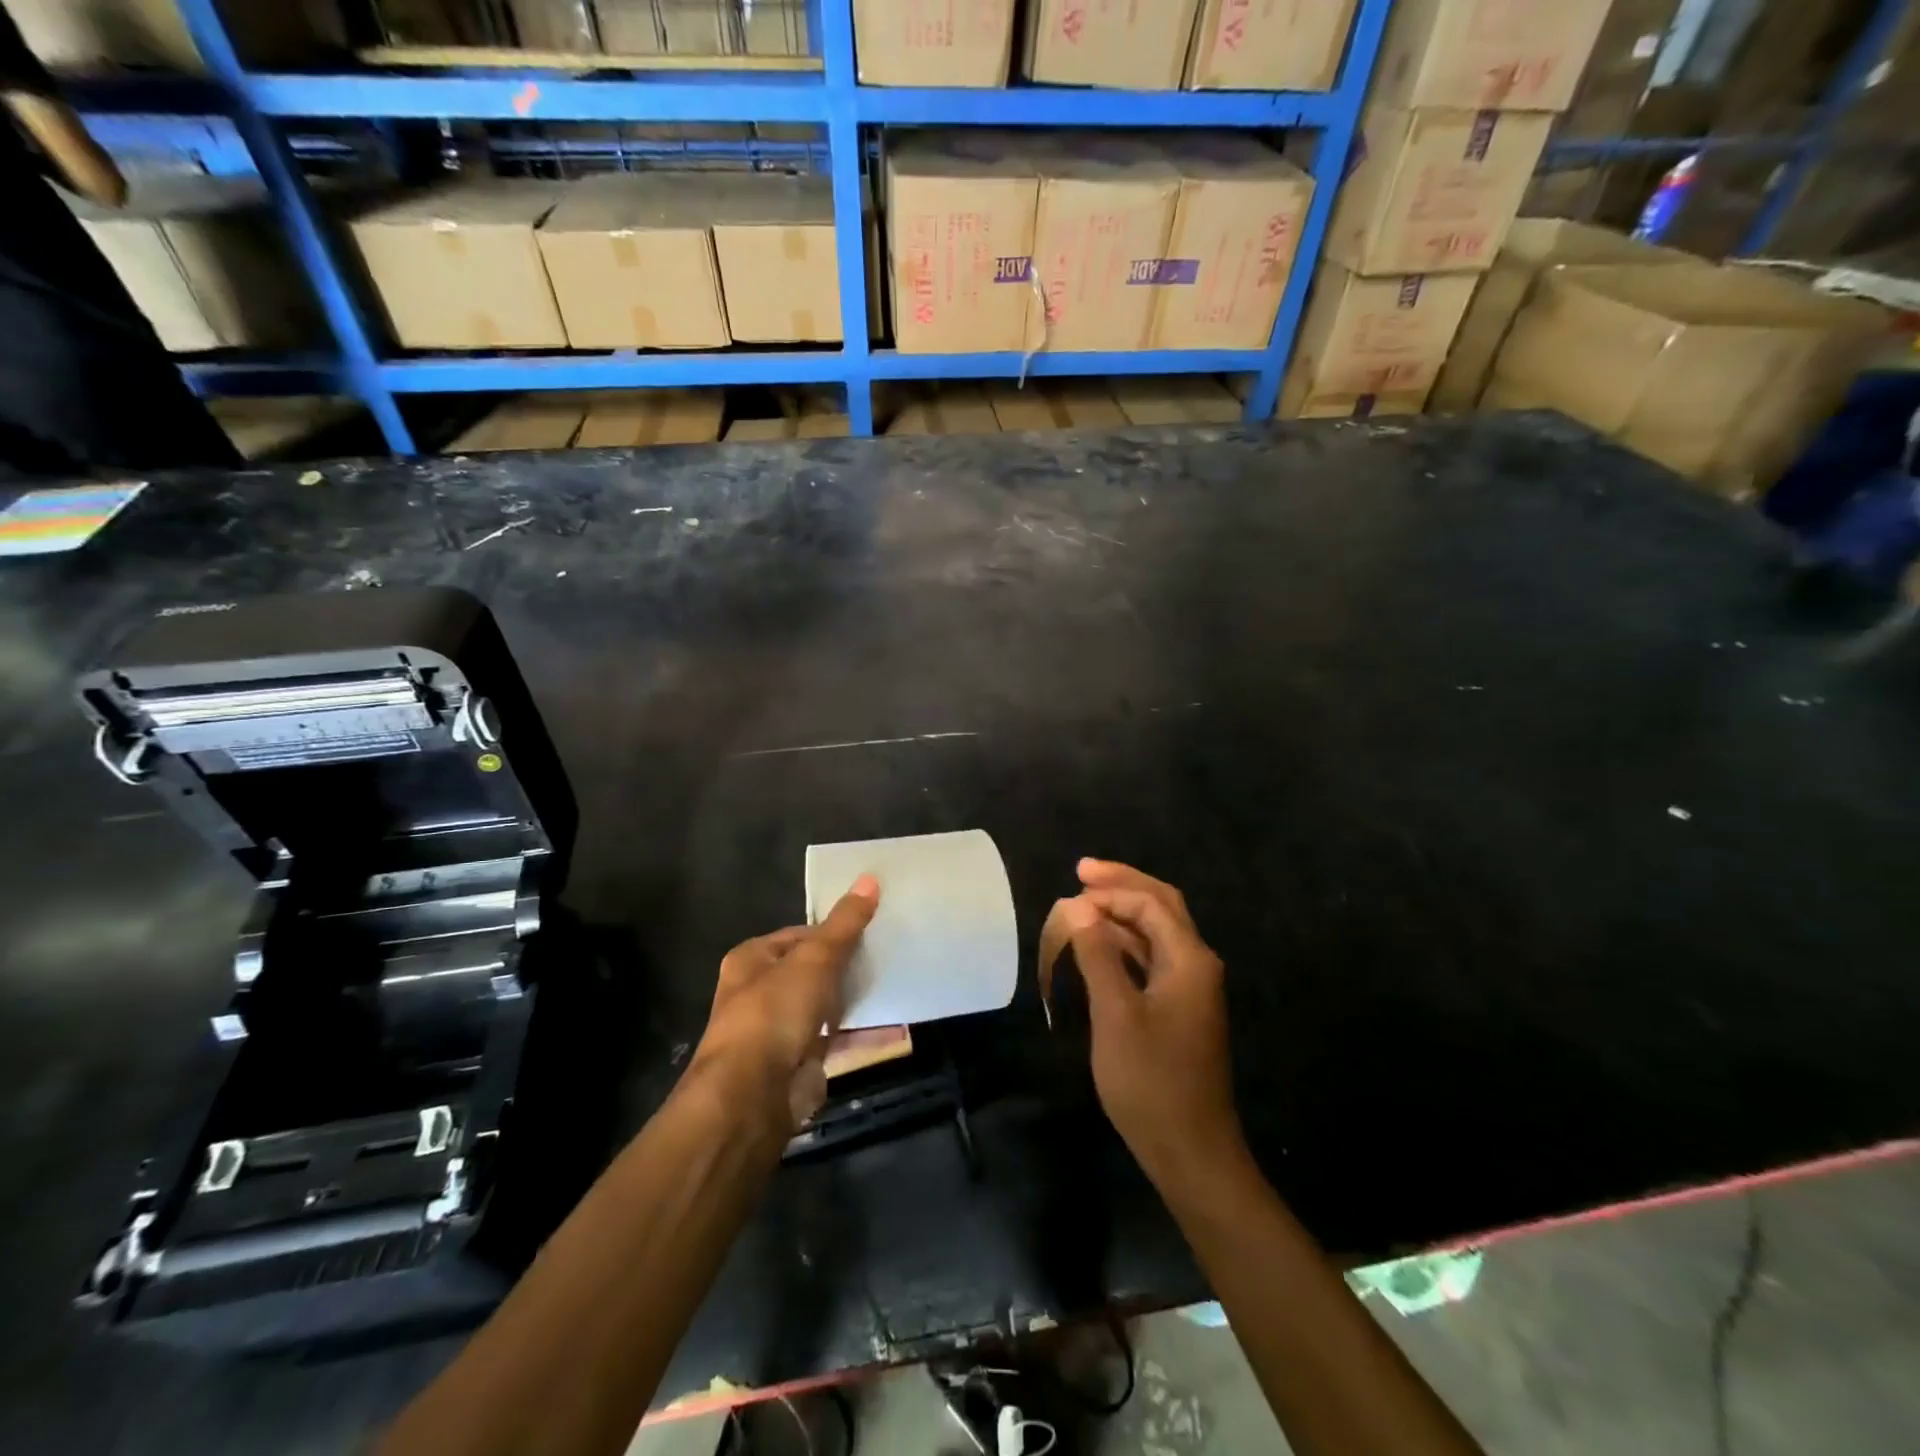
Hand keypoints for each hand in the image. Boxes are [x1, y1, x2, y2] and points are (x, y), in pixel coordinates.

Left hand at [690, 875, 878, 1132]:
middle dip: (848, 965)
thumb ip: (844, 924)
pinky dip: (865, 1034)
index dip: (832, 930)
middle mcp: (761, 993)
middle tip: (888, 953)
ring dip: (858, 999)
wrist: (754, 1095)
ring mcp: (781, 1031)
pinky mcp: (801, 1063)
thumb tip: (870, 878)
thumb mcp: (815, 957)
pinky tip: (898, 1025)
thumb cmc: (775, 1011)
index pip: (798, 935)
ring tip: (898, 981)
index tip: (869, 927)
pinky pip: (839, 1040)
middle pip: (813, 970)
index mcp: (753, 960)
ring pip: (827, 1006)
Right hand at [1055, 859, 1243, 1182]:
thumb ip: (1098, 955)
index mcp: (1190, 960)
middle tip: (1082, 871)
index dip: (1112, 890)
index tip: (1071, 886)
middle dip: (1123, 885)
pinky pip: (1152, 959)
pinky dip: (1125, 943)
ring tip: (1083, 903)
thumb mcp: (1116, 1014)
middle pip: (1161, 907)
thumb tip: (1077, 907)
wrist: (1191, 1151)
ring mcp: (1190, 989)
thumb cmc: (1151, 1081)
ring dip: (1122, 914)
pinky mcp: (1179, 1009)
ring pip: (1157, 933)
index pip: (1151, 904)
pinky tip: (1100, 944)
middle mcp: (1196, 965)